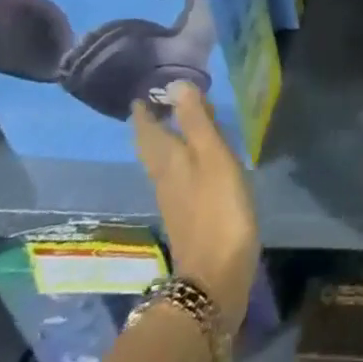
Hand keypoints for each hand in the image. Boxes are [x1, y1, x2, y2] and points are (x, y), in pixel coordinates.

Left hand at [132, 83, 259, 338]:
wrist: (216, 277)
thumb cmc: (218, 209)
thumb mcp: (212, 157)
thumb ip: (196, 121)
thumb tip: (174, 84)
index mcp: (167, 160)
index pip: (147, 128)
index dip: (144, 110)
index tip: (144, 91)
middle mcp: (164, 177)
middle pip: (152, 146)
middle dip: (153, 124)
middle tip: (161, 102)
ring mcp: (175, 199)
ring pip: (164, 161)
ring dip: (167, 140)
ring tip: (180, 123)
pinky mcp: (189, 215)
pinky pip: (178, 177)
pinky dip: (182, 160)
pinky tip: (196, 161)